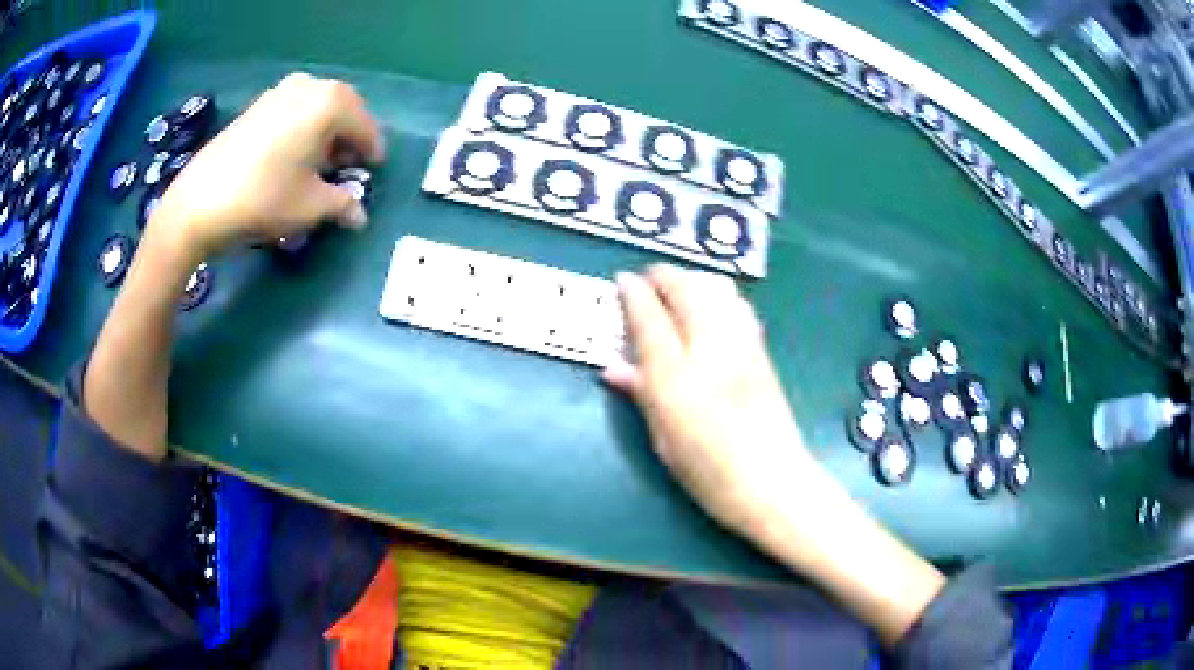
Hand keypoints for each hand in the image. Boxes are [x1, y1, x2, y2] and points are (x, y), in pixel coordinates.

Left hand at [148, 72, 385, 263]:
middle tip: (348, 164)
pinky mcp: (258, 104)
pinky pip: (294, 109)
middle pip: (343, 108)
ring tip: (319, 160)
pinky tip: (293, 152)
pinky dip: (303, 126)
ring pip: (317, 106)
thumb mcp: (310, 207)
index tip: (373, 170)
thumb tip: (359, 215)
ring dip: (325, 130)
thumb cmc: (264, 199)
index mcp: (330, 103)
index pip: (365, 126)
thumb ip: (343, 205)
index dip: (372, 151)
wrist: (200, 201)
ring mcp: (280, 92)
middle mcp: (309, 86)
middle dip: (349, 136)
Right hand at [605, 266, 946, 645]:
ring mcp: (742, 346)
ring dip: (693, 280)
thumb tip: (613, 368)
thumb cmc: (709, 471)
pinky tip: (711, 310)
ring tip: (677, 291)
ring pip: (717, 287)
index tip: (621, 281)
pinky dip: (719, 294)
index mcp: (676, 377)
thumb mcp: (663, 438)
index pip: (649, 316)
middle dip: (663, 275)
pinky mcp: (762, 351)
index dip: (632, 293)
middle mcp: (710, 350)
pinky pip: (738, 304)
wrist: (773, 484)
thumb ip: (640, 394)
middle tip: (646, 283)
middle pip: (687, 288)